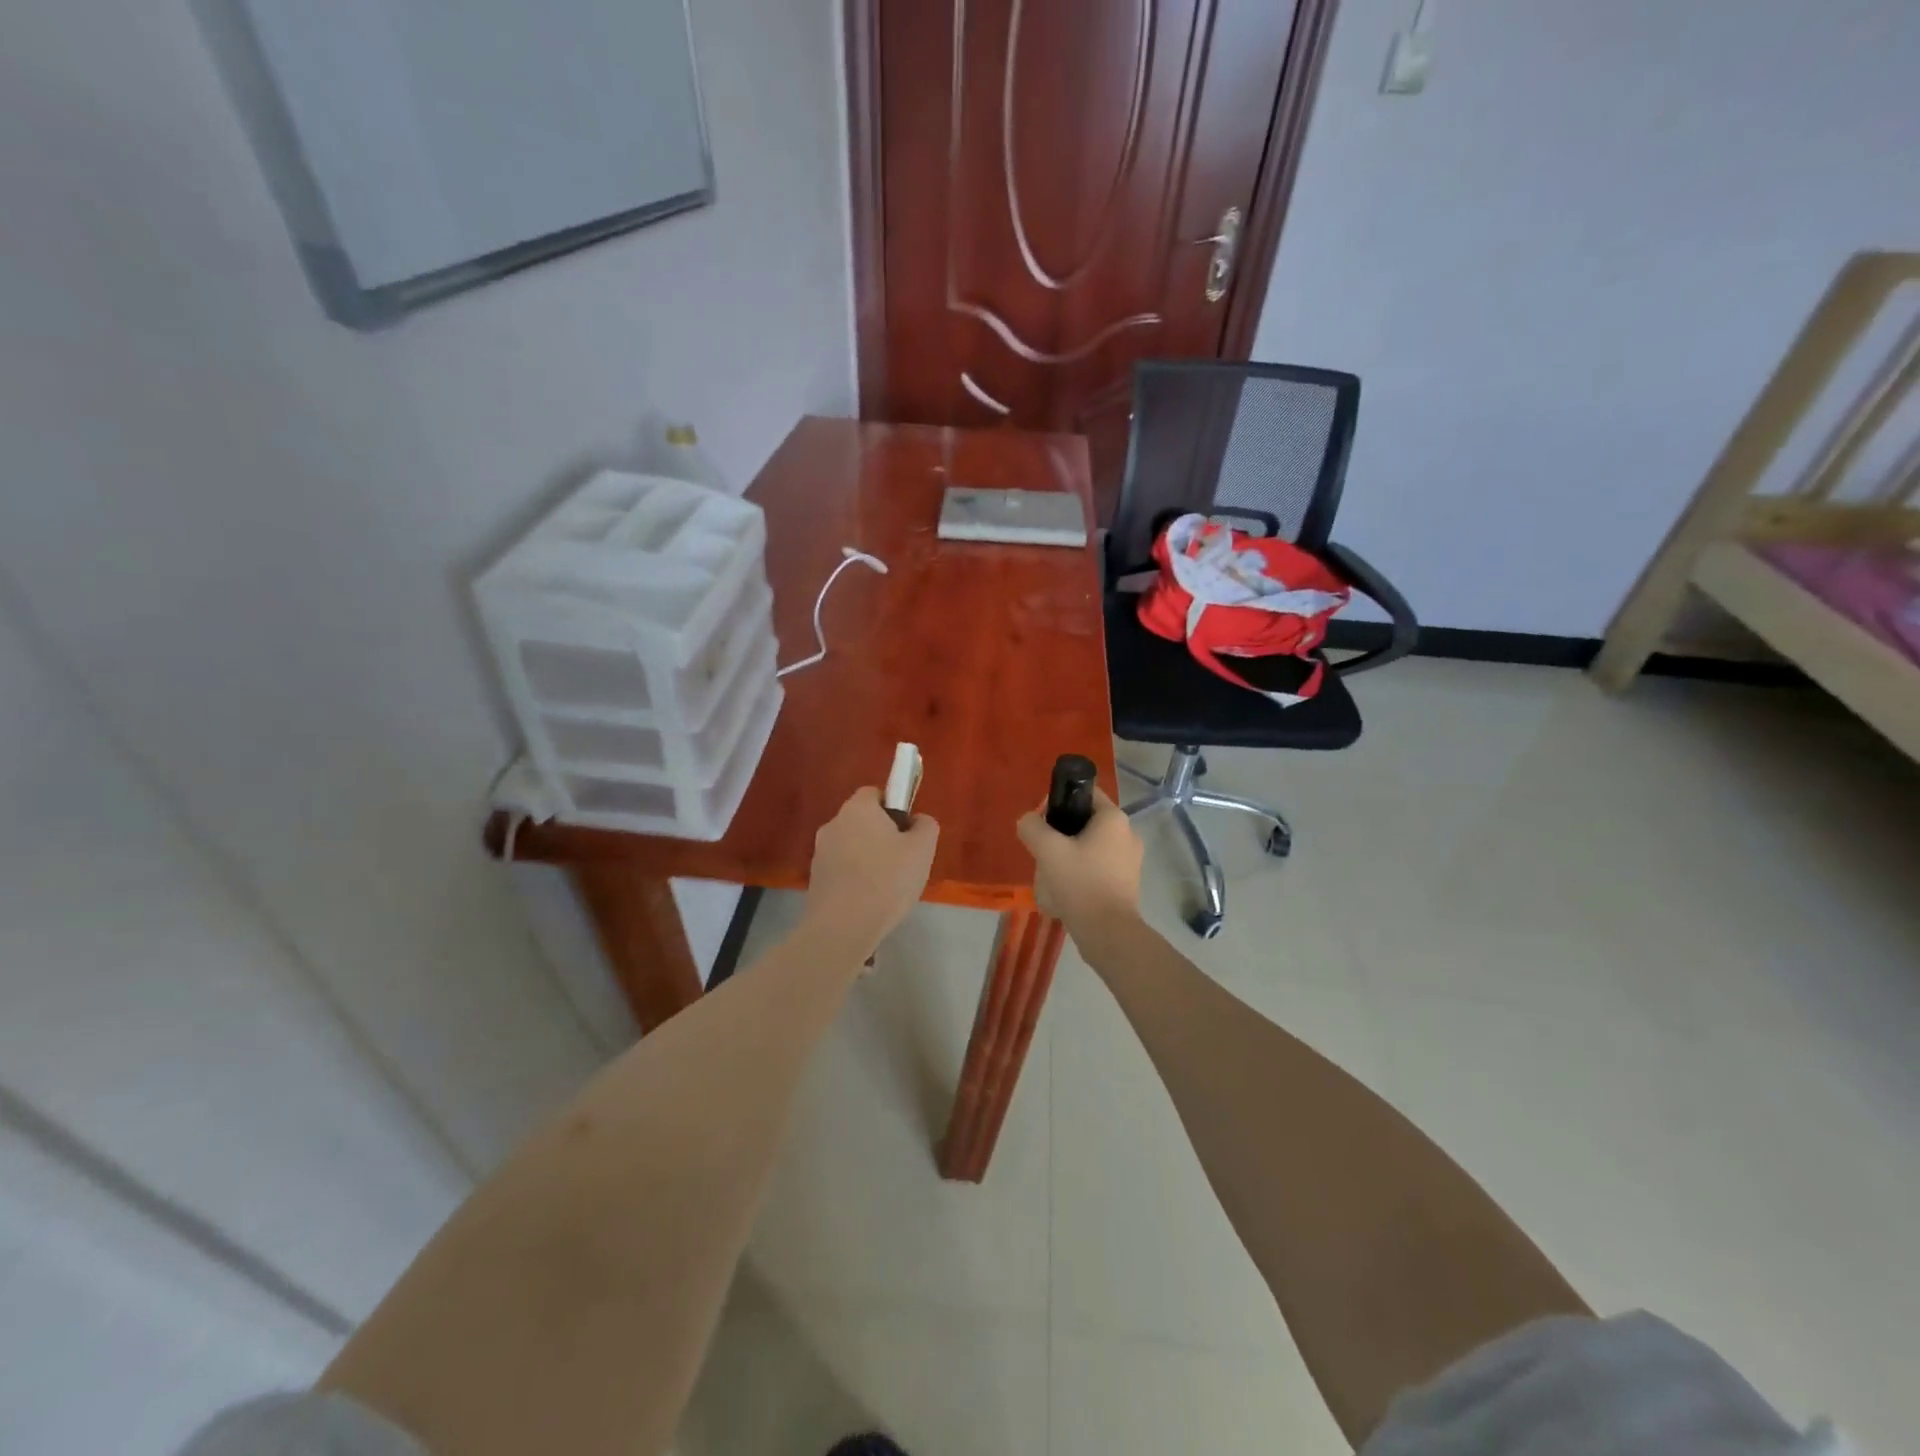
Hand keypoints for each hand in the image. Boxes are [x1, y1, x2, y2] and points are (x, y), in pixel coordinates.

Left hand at [803, 787, 939, 957]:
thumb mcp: (922, 849)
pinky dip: (856, 881)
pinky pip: (842, 872)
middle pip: (862, 822)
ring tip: (888, 889)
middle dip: (882, 836)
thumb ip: (925, 826)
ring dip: (868, 861)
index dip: (895, 808)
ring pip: (852, 848)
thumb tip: (917, 821)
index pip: (875, 793)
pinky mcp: (815, 881)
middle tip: (904, 862)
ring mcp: (820, 854)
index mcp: (857, 808)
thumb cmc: (887, 880)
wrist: (842, 928)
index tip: (908, 832)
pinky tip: (870, 903)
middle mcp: (833, 824)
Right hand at [1015, 788, 1142, 935]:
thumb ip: (1032, 827)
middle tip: (1042, 852)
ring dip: (1067, 857)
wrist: (1108, 933)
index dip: (1059, 801)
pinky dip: (1080, 875)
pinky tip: (1064, 893)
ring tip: (1050, 877)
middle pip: (1085, 822)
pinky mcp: (1126, 883)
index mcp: (1113, 819)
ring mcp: (1130, 861)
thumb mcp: (1048, 850)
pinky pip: (1097, 868)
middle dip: (1060, 835)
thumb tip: (1029, 821)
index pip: (1085, 793)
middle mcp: (1127, 834)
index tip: (1041, 821)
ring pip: (1089, 847)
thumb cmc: (1080, 883)